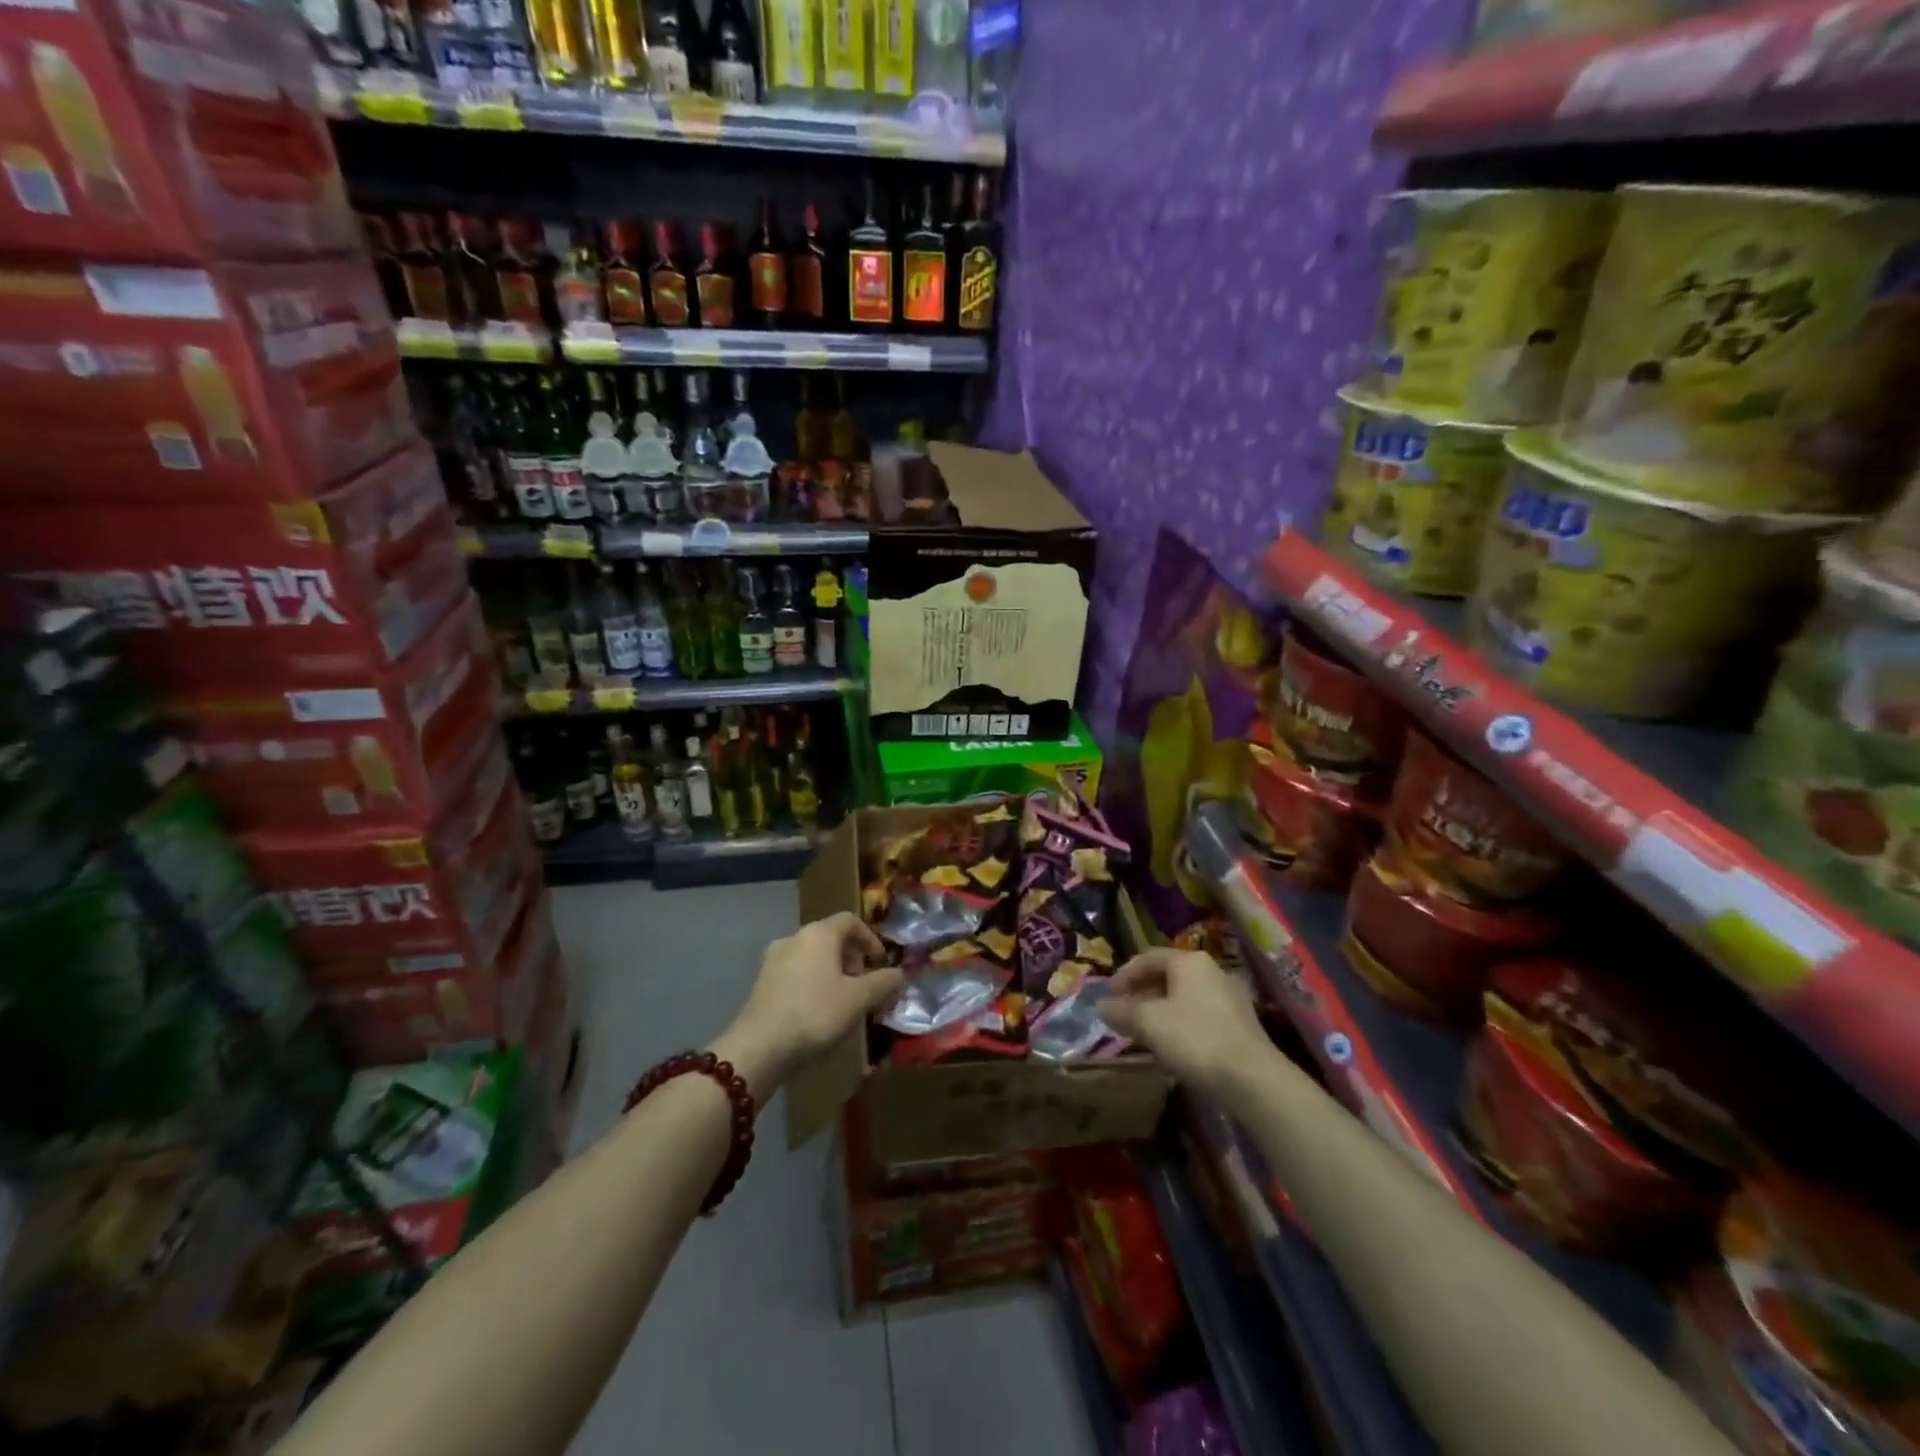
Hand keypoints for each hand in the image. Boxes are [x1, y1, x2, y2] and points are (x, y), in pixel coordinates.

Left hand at [715, 912, 903, 1101]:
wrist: (759, 1047)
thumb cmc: (815, 1013)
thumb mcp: (859, 999)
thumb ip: (884, 983)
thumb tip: (899, 975)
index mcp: (818, 934)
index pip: (850, 921)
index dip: (870, 939)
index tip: (880, 963)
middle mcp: (793, 938)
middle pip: (830, 938)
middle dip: (852, 959)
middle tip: (864, 986)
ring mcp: (773, 961)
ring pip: (812, 957)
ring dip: (832, 973)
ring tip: (843, 1002)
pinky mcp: (761, 984)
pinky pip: (796, 974)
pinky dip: (813, 984)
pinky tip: (817, 1013)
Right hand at [1099, 948, 1270, 1105]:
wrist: (1253, 1080)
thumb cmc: (1194, 1039)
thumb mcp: (1147, 1023)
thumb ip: (1120, 1011)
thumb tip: (1101, 1007)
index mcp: (1189, 961)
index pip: (1147, 958)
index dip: (1123, 976)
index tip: (1107, 997)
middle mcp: (1212, 971)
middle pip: (1167, 976)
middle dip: (1141, 994)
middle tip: (1123, 1014)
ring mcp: (1231, 997)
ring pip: (1184, 996)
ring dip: (1160, 1010)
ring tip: (1144, 1033)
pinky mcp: (1242, 1024)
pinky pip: (1201, 1015)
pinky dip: (1180, 1024)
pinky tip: (1173, 1047)